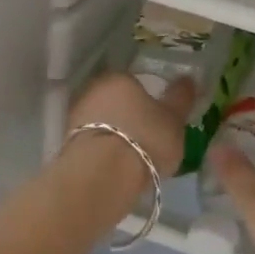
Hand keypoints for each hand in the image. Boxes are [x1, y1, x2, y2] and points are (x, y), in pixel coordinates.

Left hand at [65, 71, 193, 182]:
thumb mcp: (174, 119)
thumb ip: (181, 98)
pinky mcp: (67, 144)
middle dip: (130, 117)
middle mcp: (93, 90)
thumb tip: (188, 79)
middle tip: (149, 139)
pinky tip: (118, 167)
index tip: (159, 120)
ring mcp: (76, 117)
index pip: (136, 83)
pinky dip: (105, 151)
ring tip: (135, 158)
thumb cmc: (145, 138)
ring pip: (104, 123)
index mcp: (120, 78)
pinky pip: (95, 143)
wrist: (102, 175)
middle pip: (117, 102)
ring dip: (116, 135)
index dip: (149, 101)